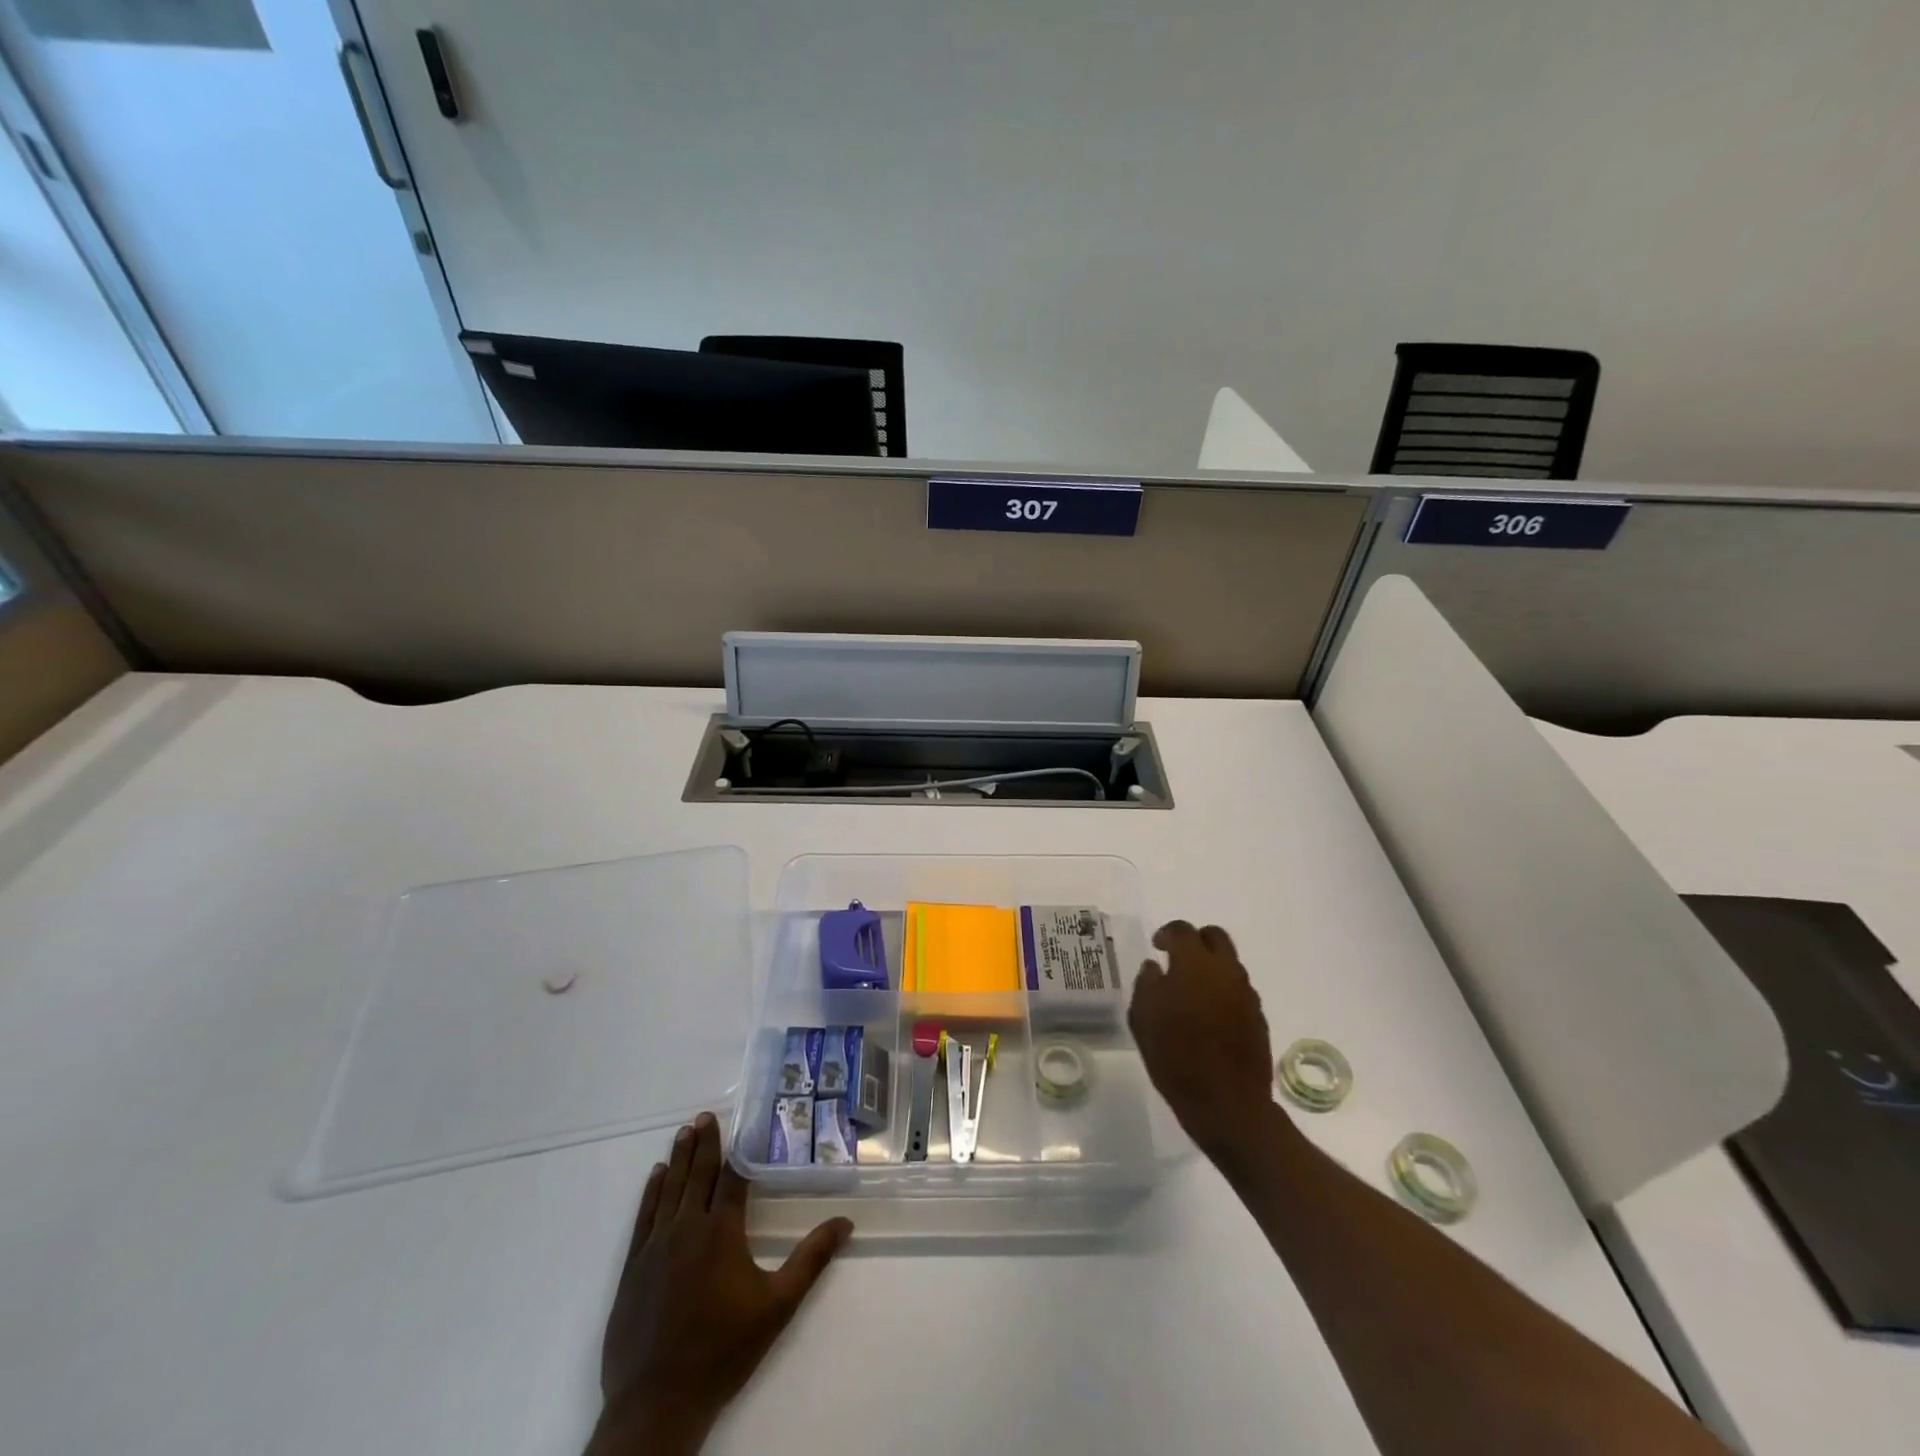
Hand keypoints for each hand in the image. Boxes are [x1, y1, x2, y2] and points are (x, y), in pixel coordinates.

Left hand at [589, 1112, 852, 1455]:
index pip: (733, 1178)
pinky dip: (652, 1191)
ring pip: (670, 1189)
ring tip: (685, 1131)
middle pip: (699, 1175)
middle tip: (706, 1115)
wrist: (657, 1402)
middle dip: (705, 1143)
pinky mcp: (633, 1267)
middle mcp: (687, 1228)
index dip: (738, 1150)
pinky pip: (644, 1216)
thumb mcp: (777, 1306)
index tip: (741, 1122)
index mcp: (721, 1232)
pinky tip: (657, 1175)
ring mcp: (655, 1246)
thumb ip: (811, 1260)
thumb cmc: (723, 1351)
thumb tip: (845, 1222)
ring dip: (680, 1158)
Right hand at [1129, 921, 1277, 1166]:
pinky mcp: (1258, 1017)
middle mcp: (1225, 971)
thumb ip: (1146, 984)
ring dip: (1211, 966)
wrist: (1227, 1105)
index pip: (1182, 931)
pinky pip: (1239, 990)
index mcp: (1194, 965)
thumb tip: (1154, 967)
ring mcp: (1246, 994)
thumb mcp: (1142, 1019)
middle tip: (1178, 958)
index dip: (1167, 933)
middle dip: (1196, 941)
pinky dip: (1223, 991)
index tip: (1157, 945)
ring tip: (1192, 991)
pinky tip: (1209, 1015)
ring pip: (1230, 963)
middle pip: (1215, 936)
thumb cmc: (1175, 1058)